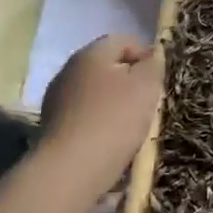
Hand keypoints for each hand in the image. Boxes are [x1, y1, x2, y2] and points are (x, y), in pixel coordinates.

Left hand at [39, 34, 161, 190]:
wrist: (70, 170)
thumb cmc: (113, 120)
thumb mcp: (146, 86)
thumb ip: (154, 64)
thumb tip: (152, 55)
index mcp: (91, 53)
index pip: (125, 41)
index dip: (147, 56)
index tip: (160, 81)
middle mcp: (69, 70)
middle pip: (109, 67)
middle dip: (130, 82)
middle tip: (148, 104)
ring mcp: (57, 99)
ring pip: (97, 93)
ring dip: (115, 105)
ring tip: (132, 128)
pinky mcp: (53, 127)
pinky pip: (85, 117)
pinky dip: (100, 124)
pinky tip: (110, 143)